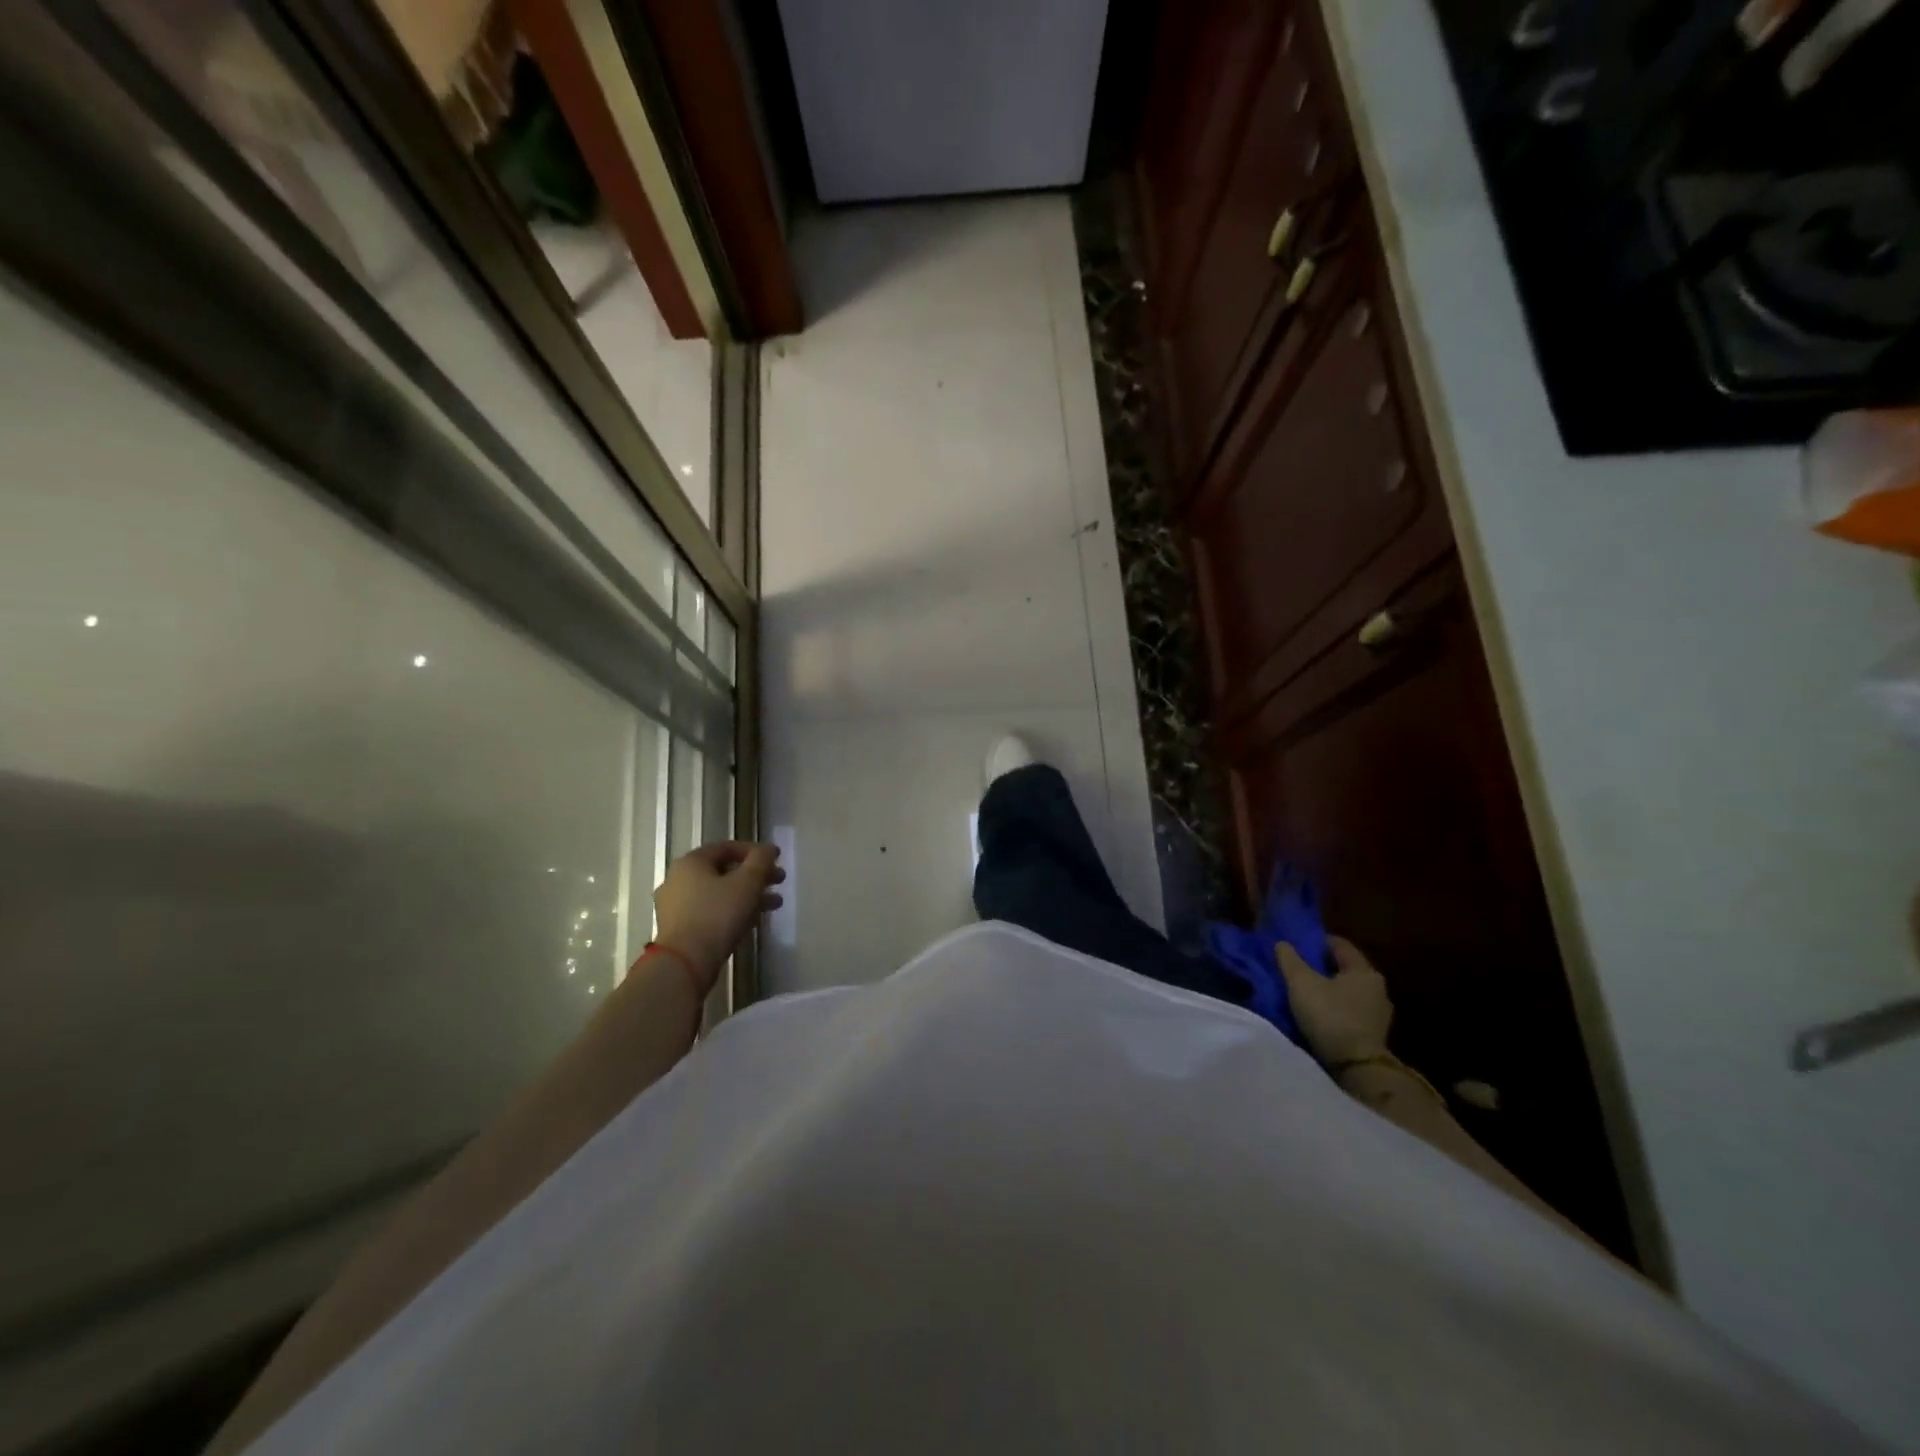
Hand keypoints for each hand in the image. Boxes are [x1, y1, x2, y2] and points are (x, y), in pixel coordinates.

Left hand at [651, 841, 784, 995]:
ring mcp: (675, 906)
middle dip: (755, 876)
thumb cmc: (717, 915)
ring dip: (748, 896)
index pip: (727, 847)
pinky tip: (753, 921)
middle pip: (724, 871)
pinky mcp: (678, 929)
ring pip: (719, 893)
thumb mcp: (747, 883)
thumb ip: (761, 861)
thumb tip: (768, 849)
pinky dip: (732, 911)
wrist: (684, 963)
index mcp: (691, 862)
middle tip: (779, 882)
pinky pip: (710, 912)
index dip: (755, 851)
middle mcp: (678, 879)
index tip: (777, 860)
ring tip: (774, 904)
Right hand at [1275, 935, 1392, 1065]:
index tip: (1296, 944)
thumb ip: (1290, 960)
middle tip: (1296, 968)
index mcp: (1363, 970)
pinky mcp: (1373, 1034)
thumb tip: (1282, 943)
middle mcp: (1376, 988)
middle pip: (1344, 968)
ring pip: (1347, 990)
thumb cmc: (1330, 1016)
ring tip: (1303, 992)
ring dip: (1327, 989)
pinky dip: (1334, 1007)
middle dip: (1320, 966)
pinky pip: (1350, 1010)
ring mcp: (1378, 1013)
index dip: (1316, 941)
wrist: (1356, 1068)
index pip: (1339, 944)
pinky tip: (1317, 1013)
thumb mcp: (1301, 983)